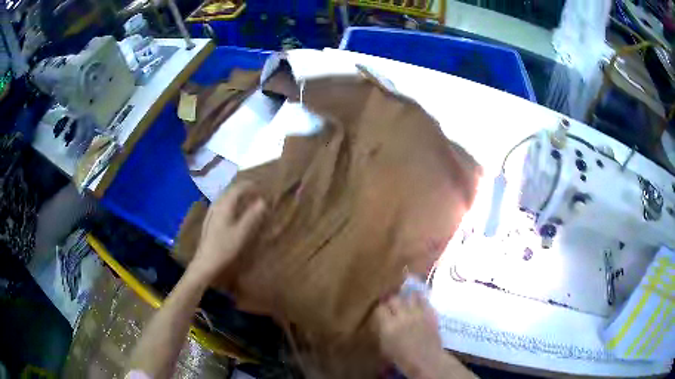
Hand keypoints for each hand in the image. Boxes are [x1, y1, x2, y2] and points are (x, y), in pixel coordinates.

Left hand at [190, 182, 265, 279]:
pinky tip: (236, 211)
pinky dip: (232, 203)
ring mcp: (211, 211)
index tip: (263, 189)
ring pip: (226, 197)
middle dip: (245, 189)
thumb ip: (253, 216)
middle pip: (231, 190)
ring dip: (238, 196)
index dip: (251, 186)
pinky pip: (223, 204)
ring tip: (249, 200)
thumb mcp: (242, 233)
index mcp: (224, 205)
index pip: (238, 188)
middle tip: (258, 193)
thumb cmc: (225, 248)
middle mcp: (216, 204)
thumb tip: (263, 201)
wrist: (205, 263)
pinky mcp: (210, 219)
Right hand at [373, 293, 443, 377]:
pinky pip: (424, 300)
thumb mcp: (385, 347)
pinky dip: (419, 300)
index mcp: (388, 326)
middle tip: (391, 306)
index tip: (380, 313)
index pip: (380, 308)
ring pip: (410, 296)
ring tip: (405, 302)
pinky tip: (417, 303)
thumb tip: (381, 321)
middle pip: (394, 299)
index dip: (379, 310)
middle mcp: (402, 316)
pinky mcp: (430, 313)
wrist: (427, 360)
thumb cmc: (402, 359)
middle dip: (391, 301)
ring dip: (406, 298)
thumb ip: (382, 331)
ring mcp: (418, 313)